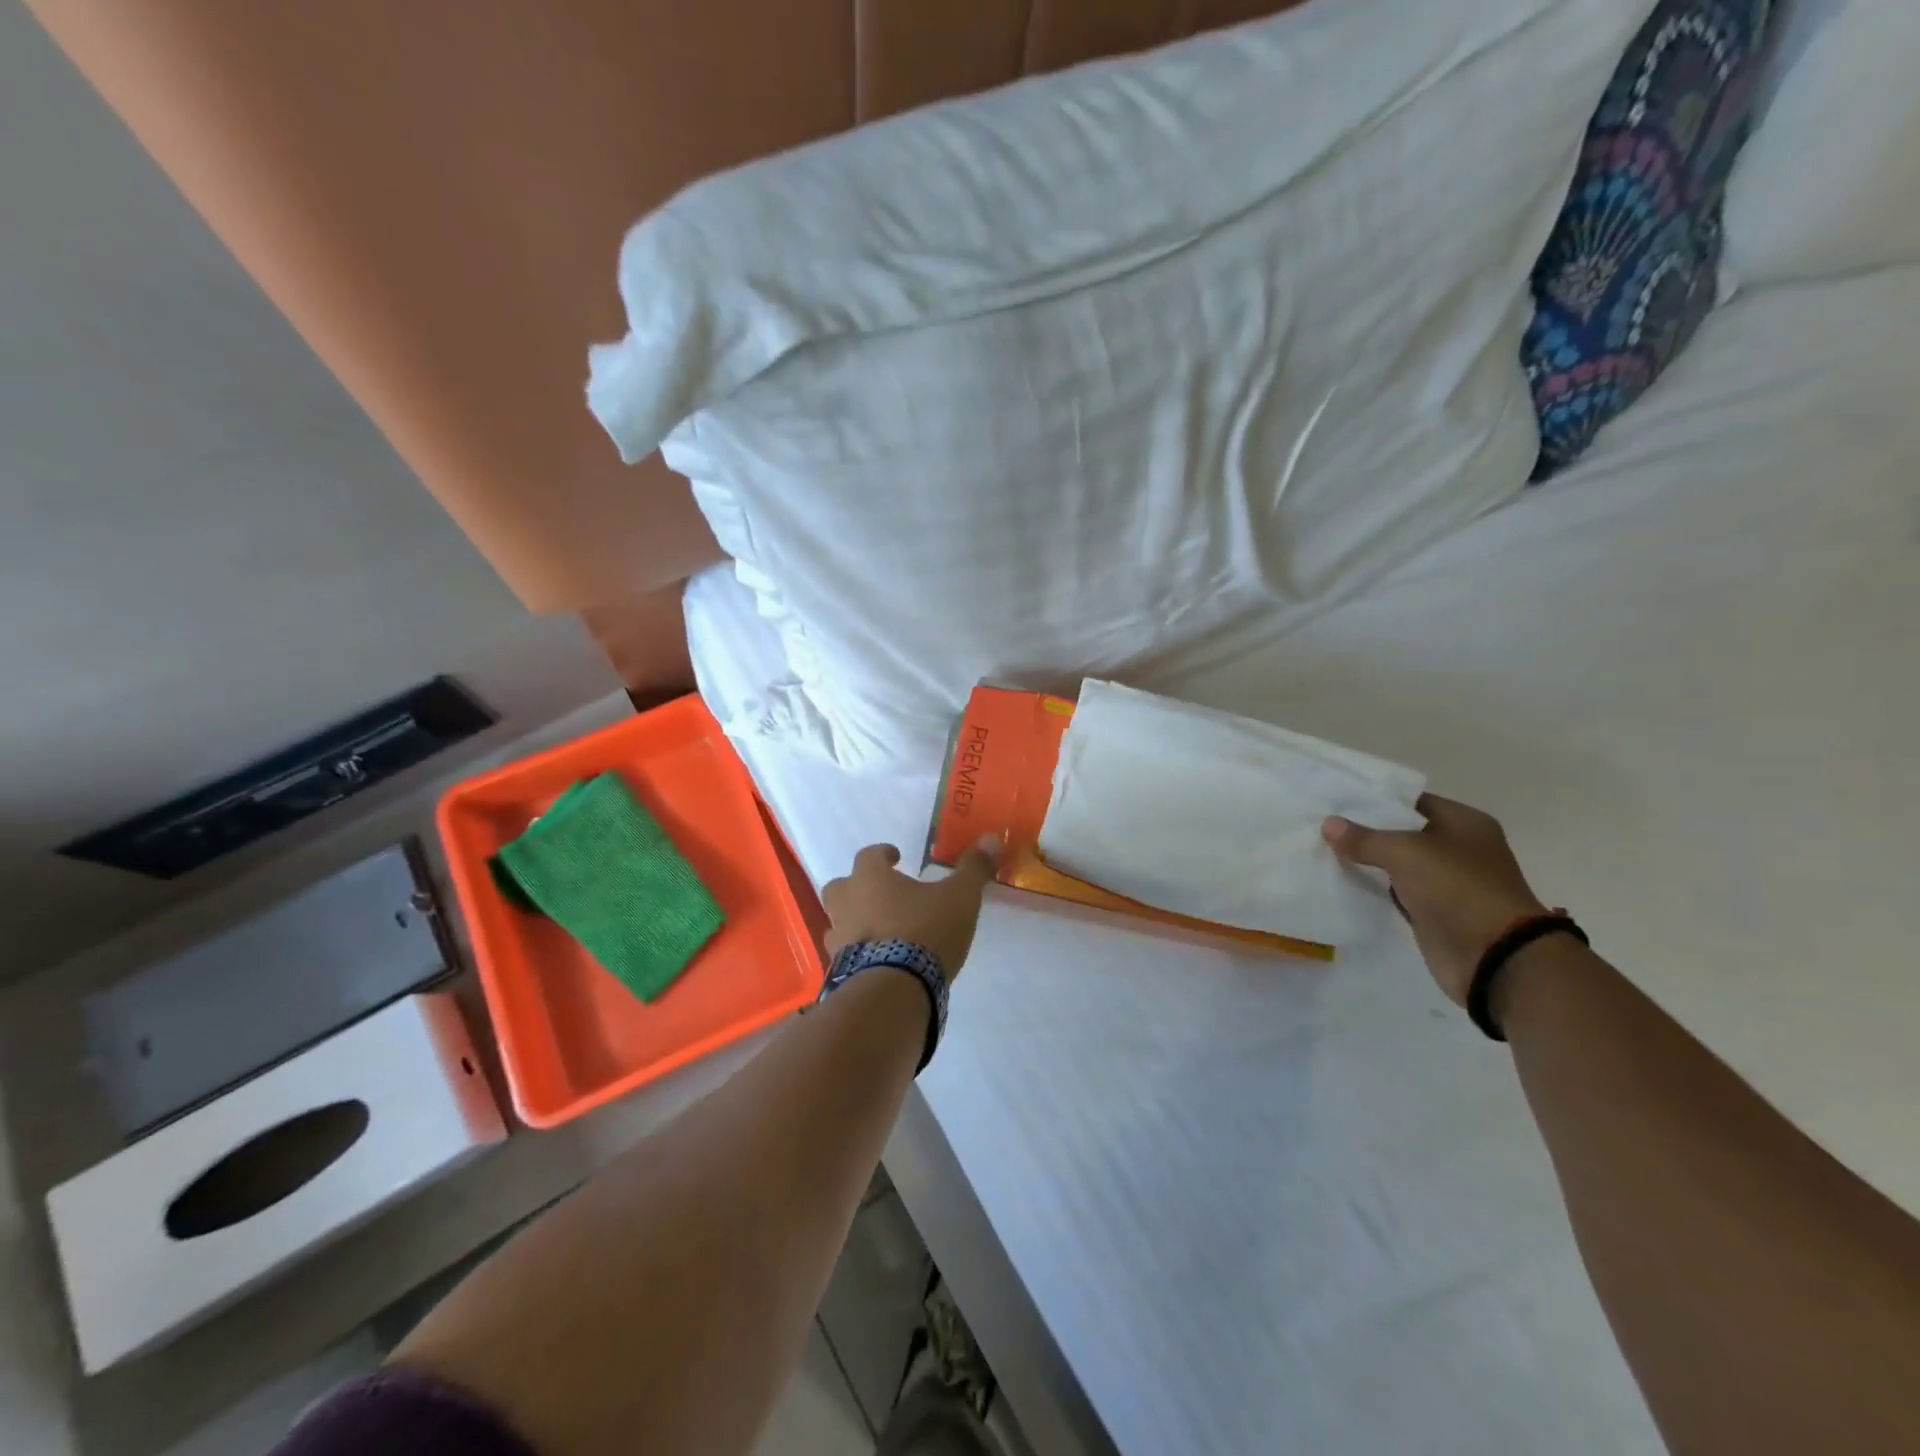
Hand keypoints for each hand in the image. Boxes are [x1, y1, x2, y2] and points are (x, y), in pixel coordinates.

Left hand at [821, 839, 999, 983]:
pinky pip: (845, 955)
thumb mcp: (960, 897)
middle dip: (857, 887)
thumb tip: (991, 838)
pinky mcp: (840, 971)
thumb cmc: (925, 931)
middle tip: (881, 894)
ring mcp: (838, 939)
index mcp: (870, 878)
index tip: (895, 856)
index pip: (868, 855)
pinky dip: (858, 954)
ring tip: (880, 930)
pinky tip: (878, 962)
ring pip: (837, 922)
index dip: (882, 854)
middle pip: (840, 886)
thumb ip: (973, 869)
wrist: (894, 989)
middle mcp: (847, 903)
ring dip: (854, 922)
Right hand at [1322, 795, 1548, 1005]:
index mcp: (1464, 823)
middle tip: (1321, 825)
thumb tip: (1329, 824)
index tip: (1335, 801)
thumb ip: (1365, 838)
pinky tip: (1341, 881)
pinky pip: (1395, 893)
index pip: (1411, 801)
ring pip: (1396, 865)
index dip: (1374, 800)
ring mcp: (1446, 883)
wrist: (1494, 958)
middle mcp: (1457, 849)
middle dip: (1364, 832)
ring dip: (1366, 862)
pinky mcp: (1432, 912)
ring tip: (1321, 850)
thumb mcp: (1406, 853)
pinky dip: (1373, 890)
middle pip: (1401, 833)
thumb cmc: (1458, 889)